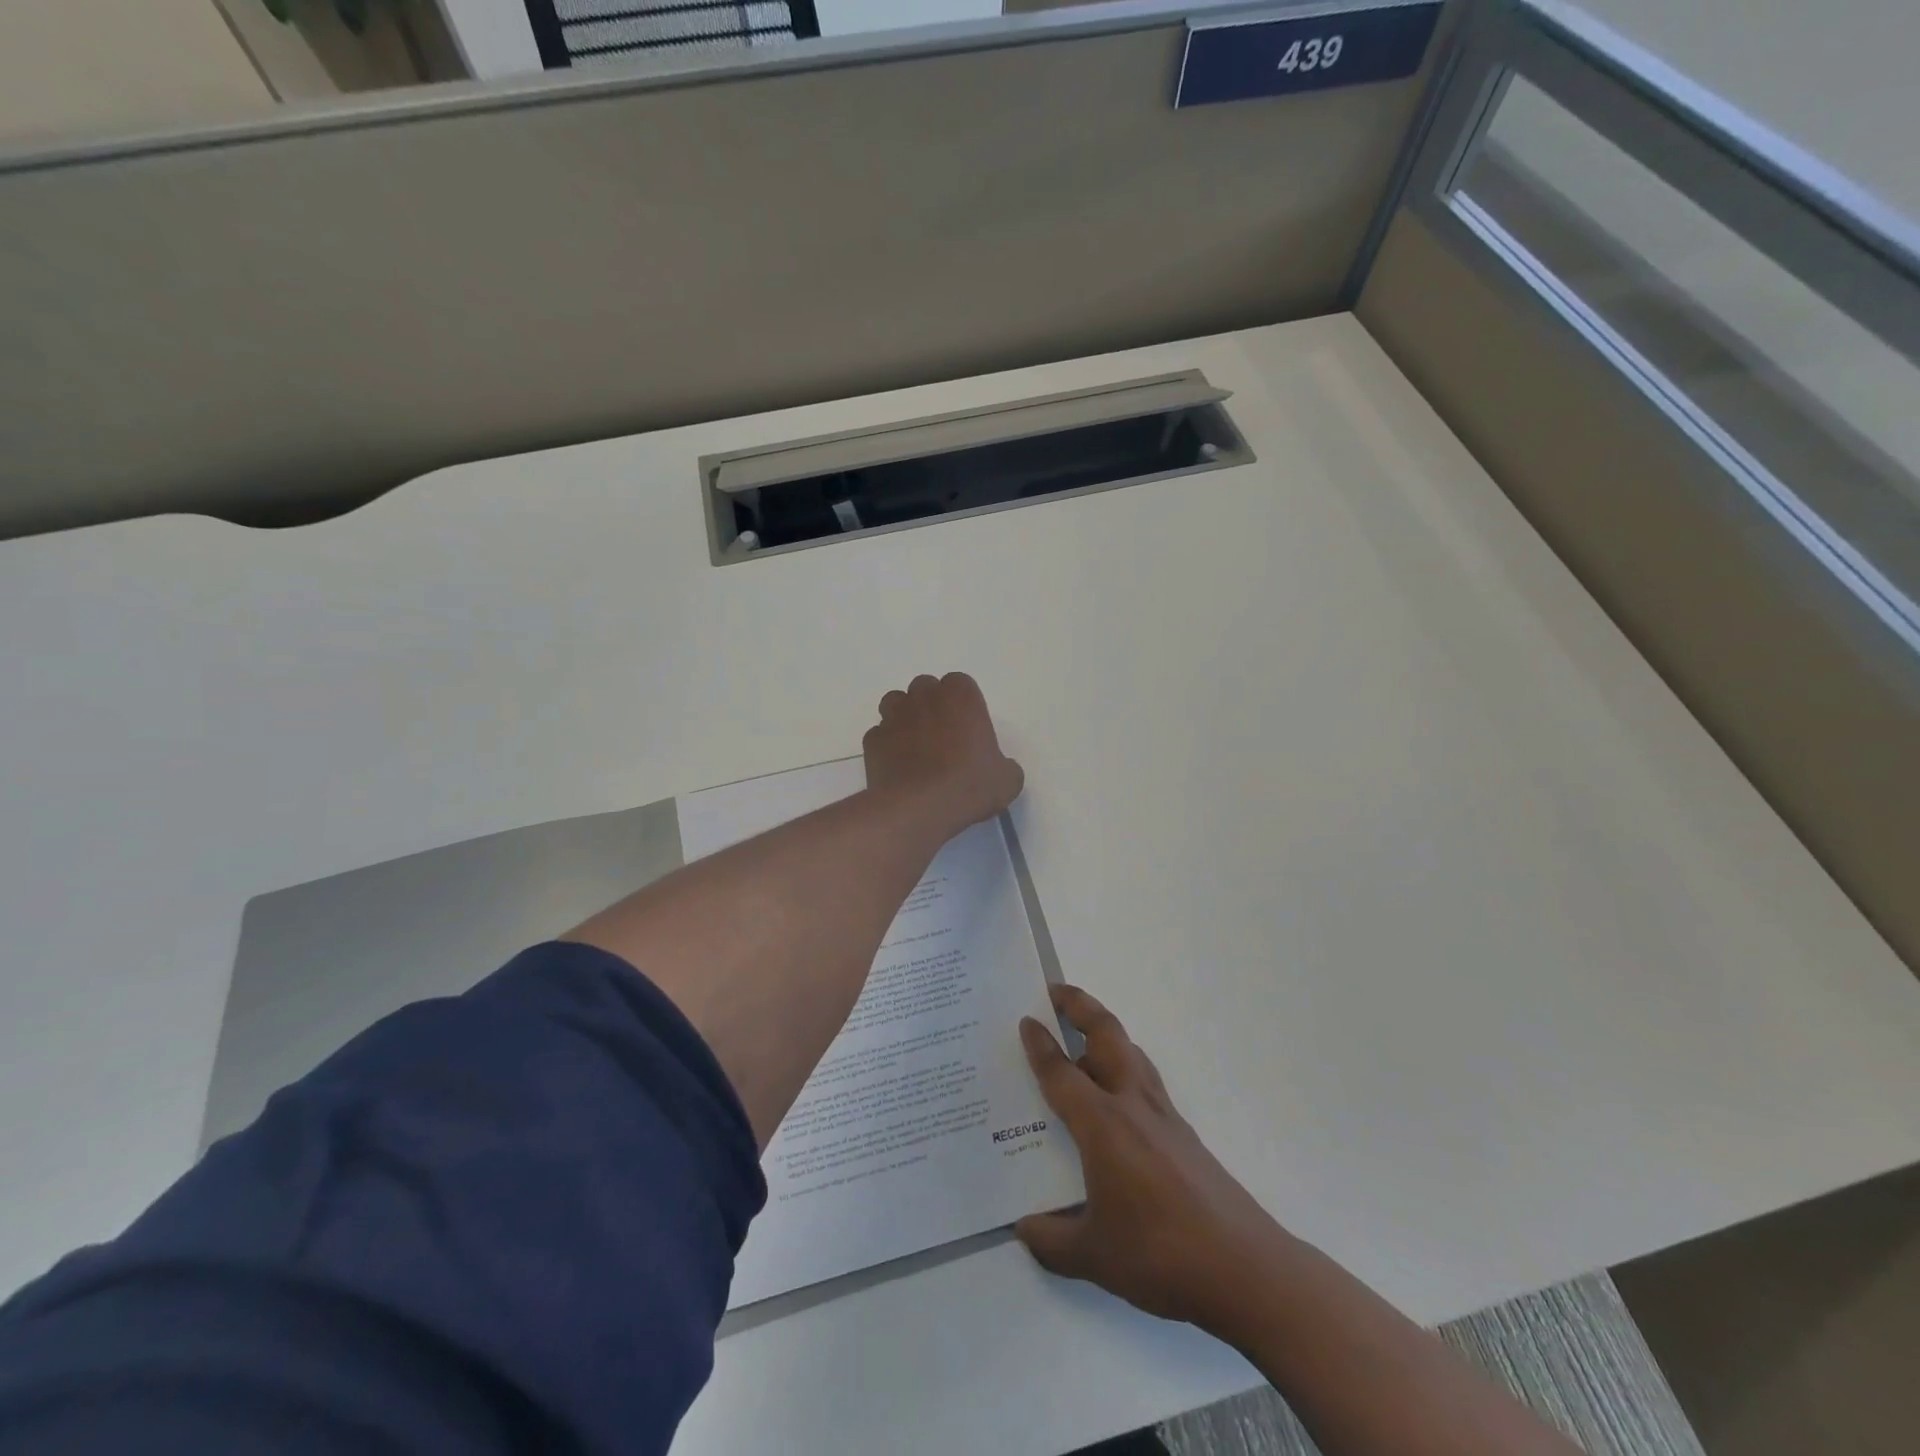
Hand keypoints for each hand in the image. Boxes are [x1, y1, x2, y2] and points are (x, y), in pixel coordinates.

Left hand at [863, 673, 1024, 835]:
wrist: (919, 808)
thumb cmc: (970, 786)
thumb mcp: (1007, 780)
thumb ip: (1003, 765)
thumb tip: (997, 769)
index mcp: (960, 697)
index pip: (960, 684)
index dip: (963, 705)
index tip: (968, 729)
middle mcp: (924, 697)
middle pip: (925, 689)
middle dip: (931, 705)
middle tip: (943, 737)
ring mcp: (893, 716)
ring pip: (896, 703)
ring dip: (905, 718)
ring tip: (916, 746)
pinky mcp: (872, 740)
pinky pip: (880, 735)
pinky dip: (887, 745)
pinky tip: (897, 767)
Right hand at [1016, 984, 1292, 1338]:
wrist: (1242, 1267)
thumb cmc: (1159, 1254)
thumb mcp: (1093, 1257)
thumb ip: (1051, 1241)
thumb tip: (1024, 1228)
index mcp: (1102, 1124)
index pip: (1062, 1072)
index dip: (1040, 1045)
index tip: (1025, 1021)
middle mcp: (1132, 1104)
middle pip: (1106, 1034)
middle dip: (1080, 1005)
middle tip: (1054, 993)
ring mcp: (1163, 1115)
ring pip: (1130, 1051)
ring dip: (1104, 1032)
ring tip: (1083, 1037)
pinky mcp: (1183, 1132)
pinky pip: (1145, 1080)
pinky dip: (1124, 1066)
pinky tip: (1117, 1098)